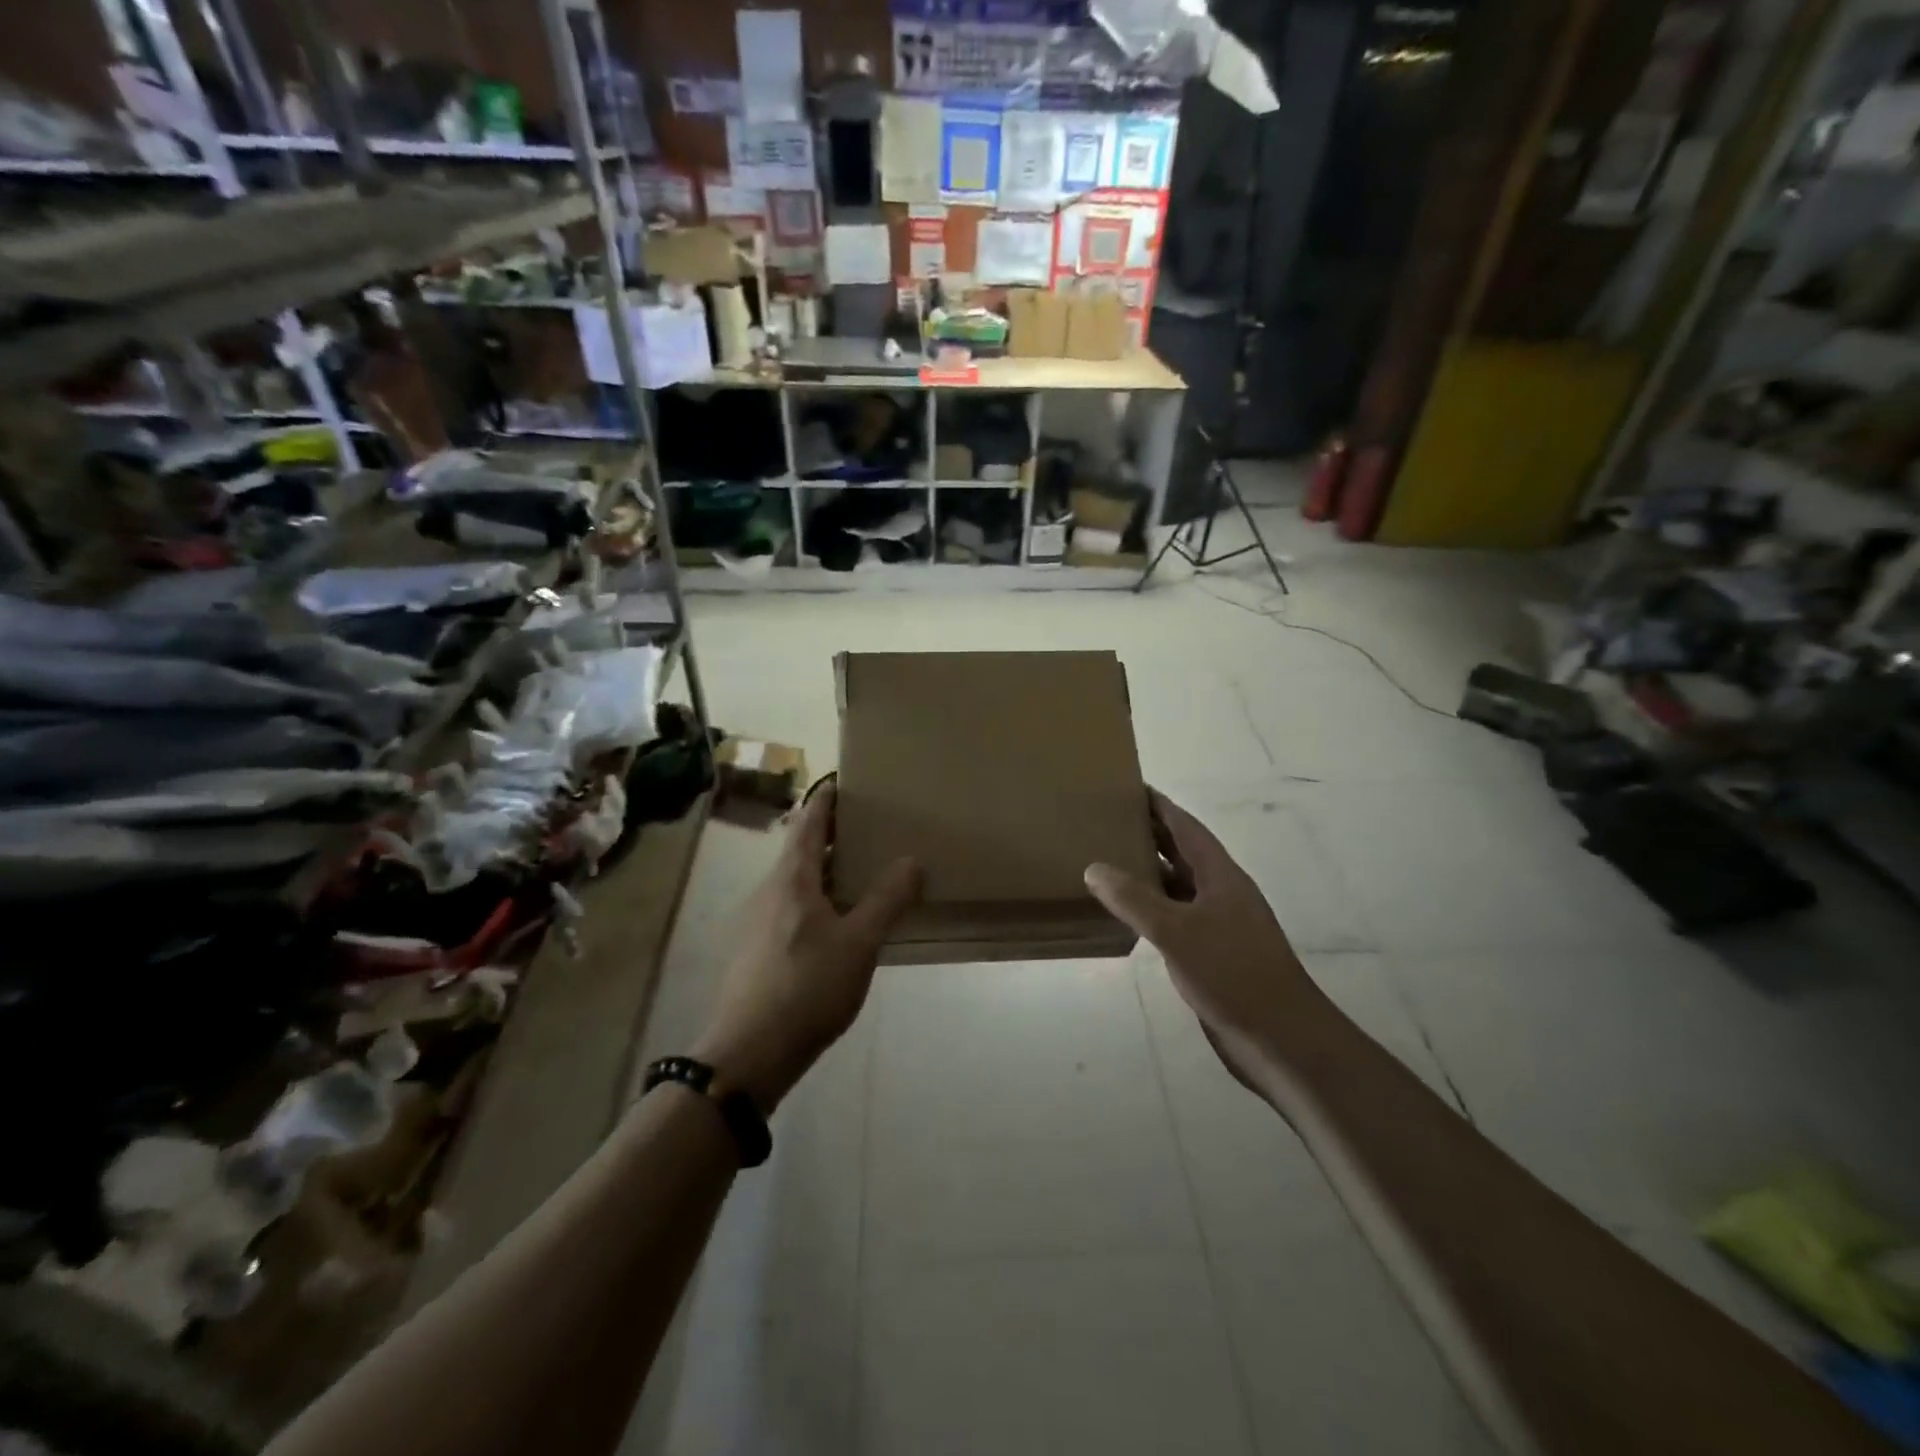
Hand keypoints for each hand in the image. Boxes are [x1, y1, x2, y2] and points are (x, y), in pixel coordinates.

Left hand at [691, 784, 920, 1112]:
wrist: (746, 1056)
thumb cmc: (807, 988)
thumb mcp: (859, 944)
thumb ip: (887, 900)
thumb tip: (911, 860)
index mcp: (792, 879)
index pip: (809, 823)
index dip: (826, 800)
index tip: (844, 782)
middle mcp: (768, 891)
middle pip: (800, 850)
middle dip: (832, 836)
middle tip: (868, 828)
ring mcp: (756, 922)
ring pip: (795, 883)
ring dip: (824, 871)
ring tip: (859, 875)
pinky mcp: (754, 952)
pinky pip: (789, 909)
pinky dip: (815, 900)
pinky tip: (835, 925)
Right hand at [1085, 791, 1322, 1078]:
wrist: (1281, 1039)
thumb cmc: (1232, 973)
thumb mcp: (1176, 932)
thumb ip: (1134, 899)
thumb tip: (1094, 867)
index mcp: (1220, 875)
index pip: (1186, 827)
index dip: (1160, 806)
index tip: (1130, 786)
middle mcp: (1221, 893)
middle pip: (1183, 852)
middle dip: (1151, 833)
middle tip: (1109, 819)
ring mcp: (1219, 924)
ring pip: (1179, 886)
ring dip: (1149, 872)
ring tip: (1109, 860)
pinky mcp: (1213, 954)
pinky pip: (1176, 917)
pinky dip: (1152, 908)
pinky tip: (1128, 915)